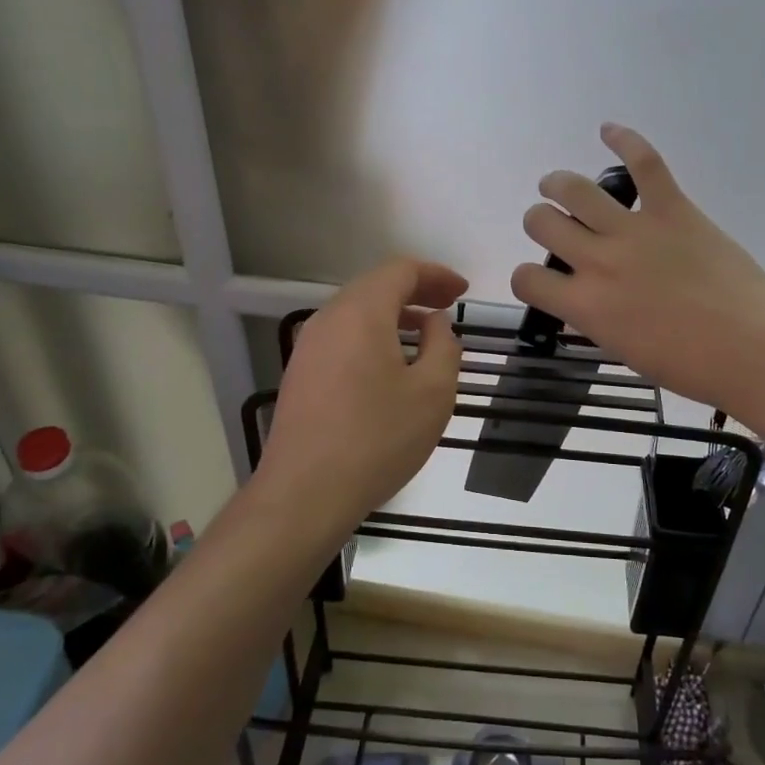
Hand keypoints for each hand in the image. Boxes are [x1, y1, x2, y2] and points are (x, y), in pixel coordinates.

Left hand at [257, 258, 466, 532]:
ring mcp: (308, 347)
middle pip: (375, 287)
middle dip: (416, 292)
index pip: (400, 271)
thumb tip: (435, 323)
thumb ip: (444, 346)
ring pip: (357, 313)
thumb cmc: (377, 438)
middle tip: (449, 308)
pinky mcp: (300, 374)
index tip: (463, 291)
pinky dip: (373, 337)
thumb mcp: (433, 392)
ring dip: (394, 316)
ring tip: (426, 337)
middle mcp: (328, 319)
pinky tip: (391, 367)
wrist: (305, 493)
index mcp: (360, 312)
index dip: (436, 275)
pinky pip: (343, 338)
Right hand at [512, 124, 764, 414]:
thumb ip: (594, 317)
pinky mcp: (672, 209)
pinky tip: (608, 130)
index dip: (527, 278)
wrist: (751, 350)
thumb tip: (586, 299)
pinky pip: (644, 164)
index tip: (543, 281)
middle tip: (555, 226)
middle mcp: (598, 261)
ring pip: (575, 189)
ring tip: (558, 186)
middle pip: (541, 222)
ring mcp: (634, 230)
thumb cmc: (689, 365)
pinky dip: (624, 140)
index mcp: (584, 305)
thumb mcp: (622, 349)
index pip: (526, 279)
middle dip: (540, 222)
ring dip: (558, 184)